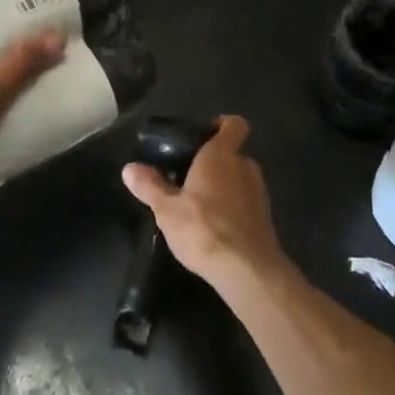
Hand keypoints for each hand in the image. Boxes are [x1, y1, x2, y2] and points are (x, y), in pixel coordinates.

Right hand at [122, 116, 285, 292]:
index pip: (234, 124)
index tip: (203, 135)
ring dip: (224, 186)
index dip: (222, 124)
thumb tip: (129, 168)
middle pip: (232, 153)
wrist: (246, 270)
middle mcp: (245, 166)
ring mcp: (259, 192)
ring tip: (200, 206)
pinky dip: (234, 208)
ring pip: (240, 178)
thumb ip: (150, 186)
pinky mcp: (265, 217)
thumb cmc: (204, 229)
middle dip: (214, 163)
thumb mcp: (167, 209)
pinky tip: (216, 228)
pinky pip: (247, 202)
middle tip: (189, 177)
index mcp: (221, 155)